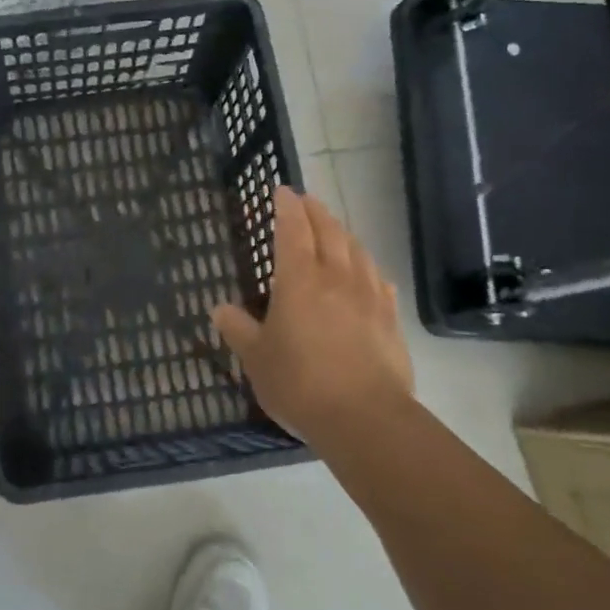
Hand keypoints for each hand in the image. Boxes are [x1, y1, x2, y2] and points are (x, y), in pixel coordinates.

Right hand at [211, 186, 413, 454]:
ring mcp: (368, 296)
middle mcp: (335, 278)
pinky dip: (368, 266)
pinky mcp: (390, 319)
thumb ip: (238, 330)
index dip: (286, 207)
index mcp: (298, 280)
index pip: (292, 230)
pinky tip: (368, 272)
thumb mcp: (256, 359)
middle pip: (328, 231)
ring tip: (334, 228)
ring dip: (342, 232)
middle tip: (305, 200)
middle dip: (315, 210)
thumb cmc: (300, 383)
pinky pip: (379, 280)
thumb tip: (219, 308)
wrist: (365, 418)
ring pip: (356, 250)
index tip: (281, 190)